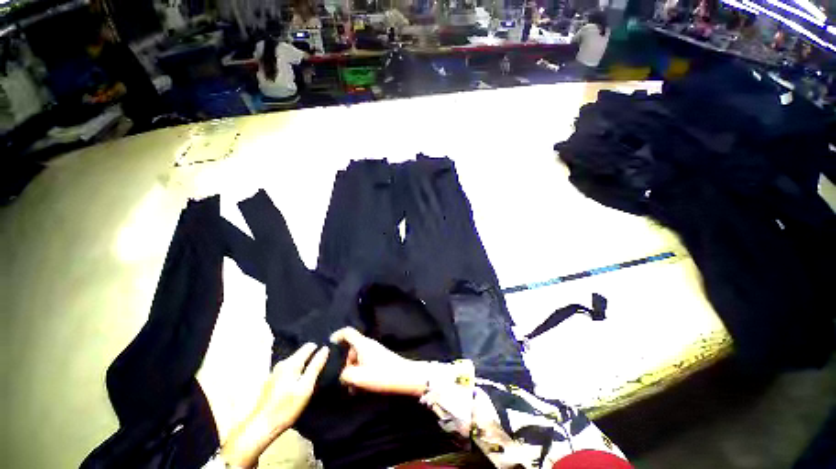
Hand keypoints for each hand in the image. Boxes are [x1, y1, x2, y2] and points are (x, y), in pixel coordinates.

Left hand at [221, 343, 328, 467]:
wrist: (259, 428)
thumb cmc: (285, 408)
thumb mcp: (305, 387)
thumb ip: (315, 367)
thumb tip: (324, 348)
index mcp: (291, 363)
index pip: (308, 346)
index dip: (318, 344)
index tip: (329, 344)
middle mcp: (282, 364)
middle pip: (300, 352)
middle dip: (311, 351)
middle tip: (324, 354)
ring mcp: (275, 373)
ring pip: (294, 360)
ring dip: (304, 360)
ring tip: (315, 362)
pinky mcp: (272, 382)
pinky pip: (288, 368)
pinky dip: (297, 367)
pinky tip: (301, 374)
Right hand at [330, 327, 430, 396]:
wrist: (405, 377)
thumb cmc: (381, 375)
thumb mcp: (358, 377)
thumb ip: (343, 374)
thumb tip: (337, 374)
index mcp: (362, 344)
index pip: (347, 332)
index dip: (336, 336)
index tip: (327, 347)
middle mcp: (367, 345)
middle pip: (350, 348)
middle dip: (342, 362)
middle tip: (338, 377)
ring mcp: (373, 352)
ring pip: (356, 358)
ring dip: (350, 371)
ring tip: (349, 387)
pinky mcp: (378, 360)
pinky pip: (363, 363)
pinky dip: (358, 373)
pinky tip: (357, 388)